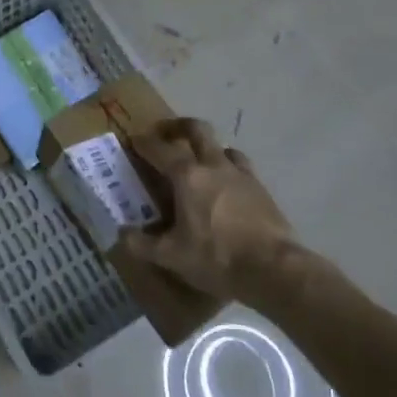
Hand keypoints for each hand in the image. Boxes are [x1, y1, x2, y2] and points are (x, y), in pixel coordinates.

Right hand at [122, 119, 305, 301]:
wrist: (275, 270)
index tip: (134, 141)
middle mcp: (213, 165)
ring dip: (208, 149)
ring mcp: (241, 175)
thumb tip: (121, 234)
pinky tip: (228, 187)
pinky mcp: (262, 189)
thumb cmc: (217, 257)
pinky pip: (242, 168)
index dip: (144, 143)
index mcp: (187, 176)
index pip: (160, 149)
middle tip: (167, 133)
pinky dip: (230, 169)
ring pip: (223, 147)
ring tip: (201, 162)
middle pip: (196, 129)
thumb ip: (142, 244)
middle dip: (178, 126)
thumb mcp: (172, 257)